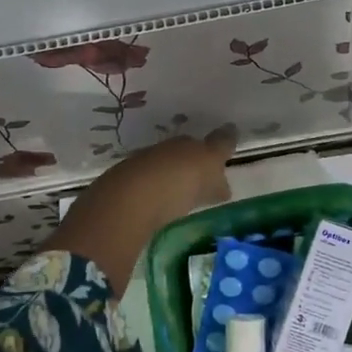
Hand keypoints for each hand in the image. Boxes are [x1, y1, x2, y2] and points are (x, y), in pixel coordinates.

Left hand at [44, 128, 236, 293]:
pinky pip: (146, 189)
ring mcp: (139, 168)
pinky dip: (155, 195)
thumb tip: (230, 144)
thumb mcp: (208, 168)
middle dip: (192, 165)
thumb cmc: (178, 181)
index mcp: (186, 143)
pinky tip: (159, 208)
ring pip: (162, 170)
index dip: (217, 151)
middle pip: (182, 155)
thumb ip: (220, 155)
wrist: (128, 201)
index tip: (224, 161)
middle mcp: (162, 150)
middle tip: (203, 182)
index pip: (207, 143)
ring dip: (171, 180)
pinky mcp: (121, 190)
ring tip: (182, 199)